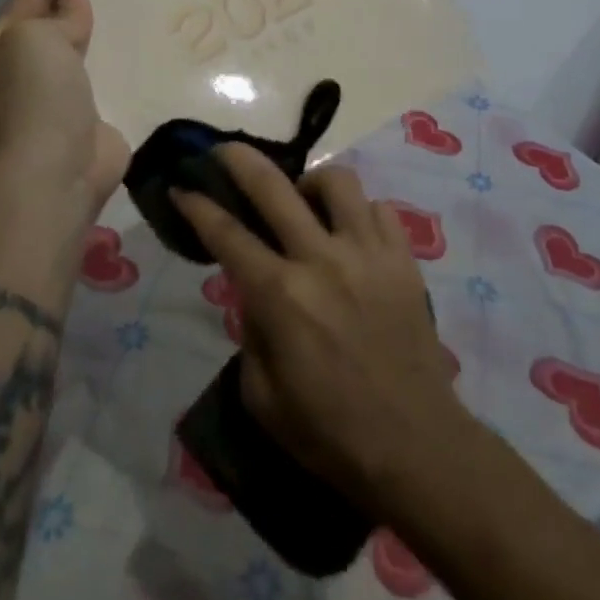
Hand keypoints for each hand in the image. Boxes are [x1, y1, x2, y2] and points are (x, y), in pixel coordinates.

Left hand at [0, 0, 130, 220]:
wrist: (55, 173)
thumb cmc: (36, 98)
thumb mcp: (35, 40)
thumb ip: (56, 17)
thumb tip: (71, 4)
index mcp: (1, 47)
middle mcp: (26, 69)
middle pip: (53, 18)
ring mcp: (58, 96)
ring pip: (83, 46)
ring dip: (102, 23)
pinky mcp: (92, 115)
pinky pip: (108, 74)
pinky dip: (122, 56)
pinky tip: (147, 42)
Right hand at [173, 145, 467, 515]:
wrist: (418, 447)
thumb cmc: (331, 433)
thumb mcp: (262, 396)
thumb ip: (250, 331)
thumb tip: (254, 292)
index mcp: (280, 296)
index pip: (227, 234)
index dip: (198, 205)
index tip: (182, 186)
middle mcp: (321, 259)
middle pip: (273, 186)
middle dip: (239, 159)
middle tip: (223, 152)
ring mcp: (368, 253)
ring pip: (335, 181)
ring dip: (310, 183)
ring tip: (304, 202)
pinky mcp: (404, 259)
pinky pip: (379, 209)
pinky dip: (358, 213)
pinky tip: (350, 233)